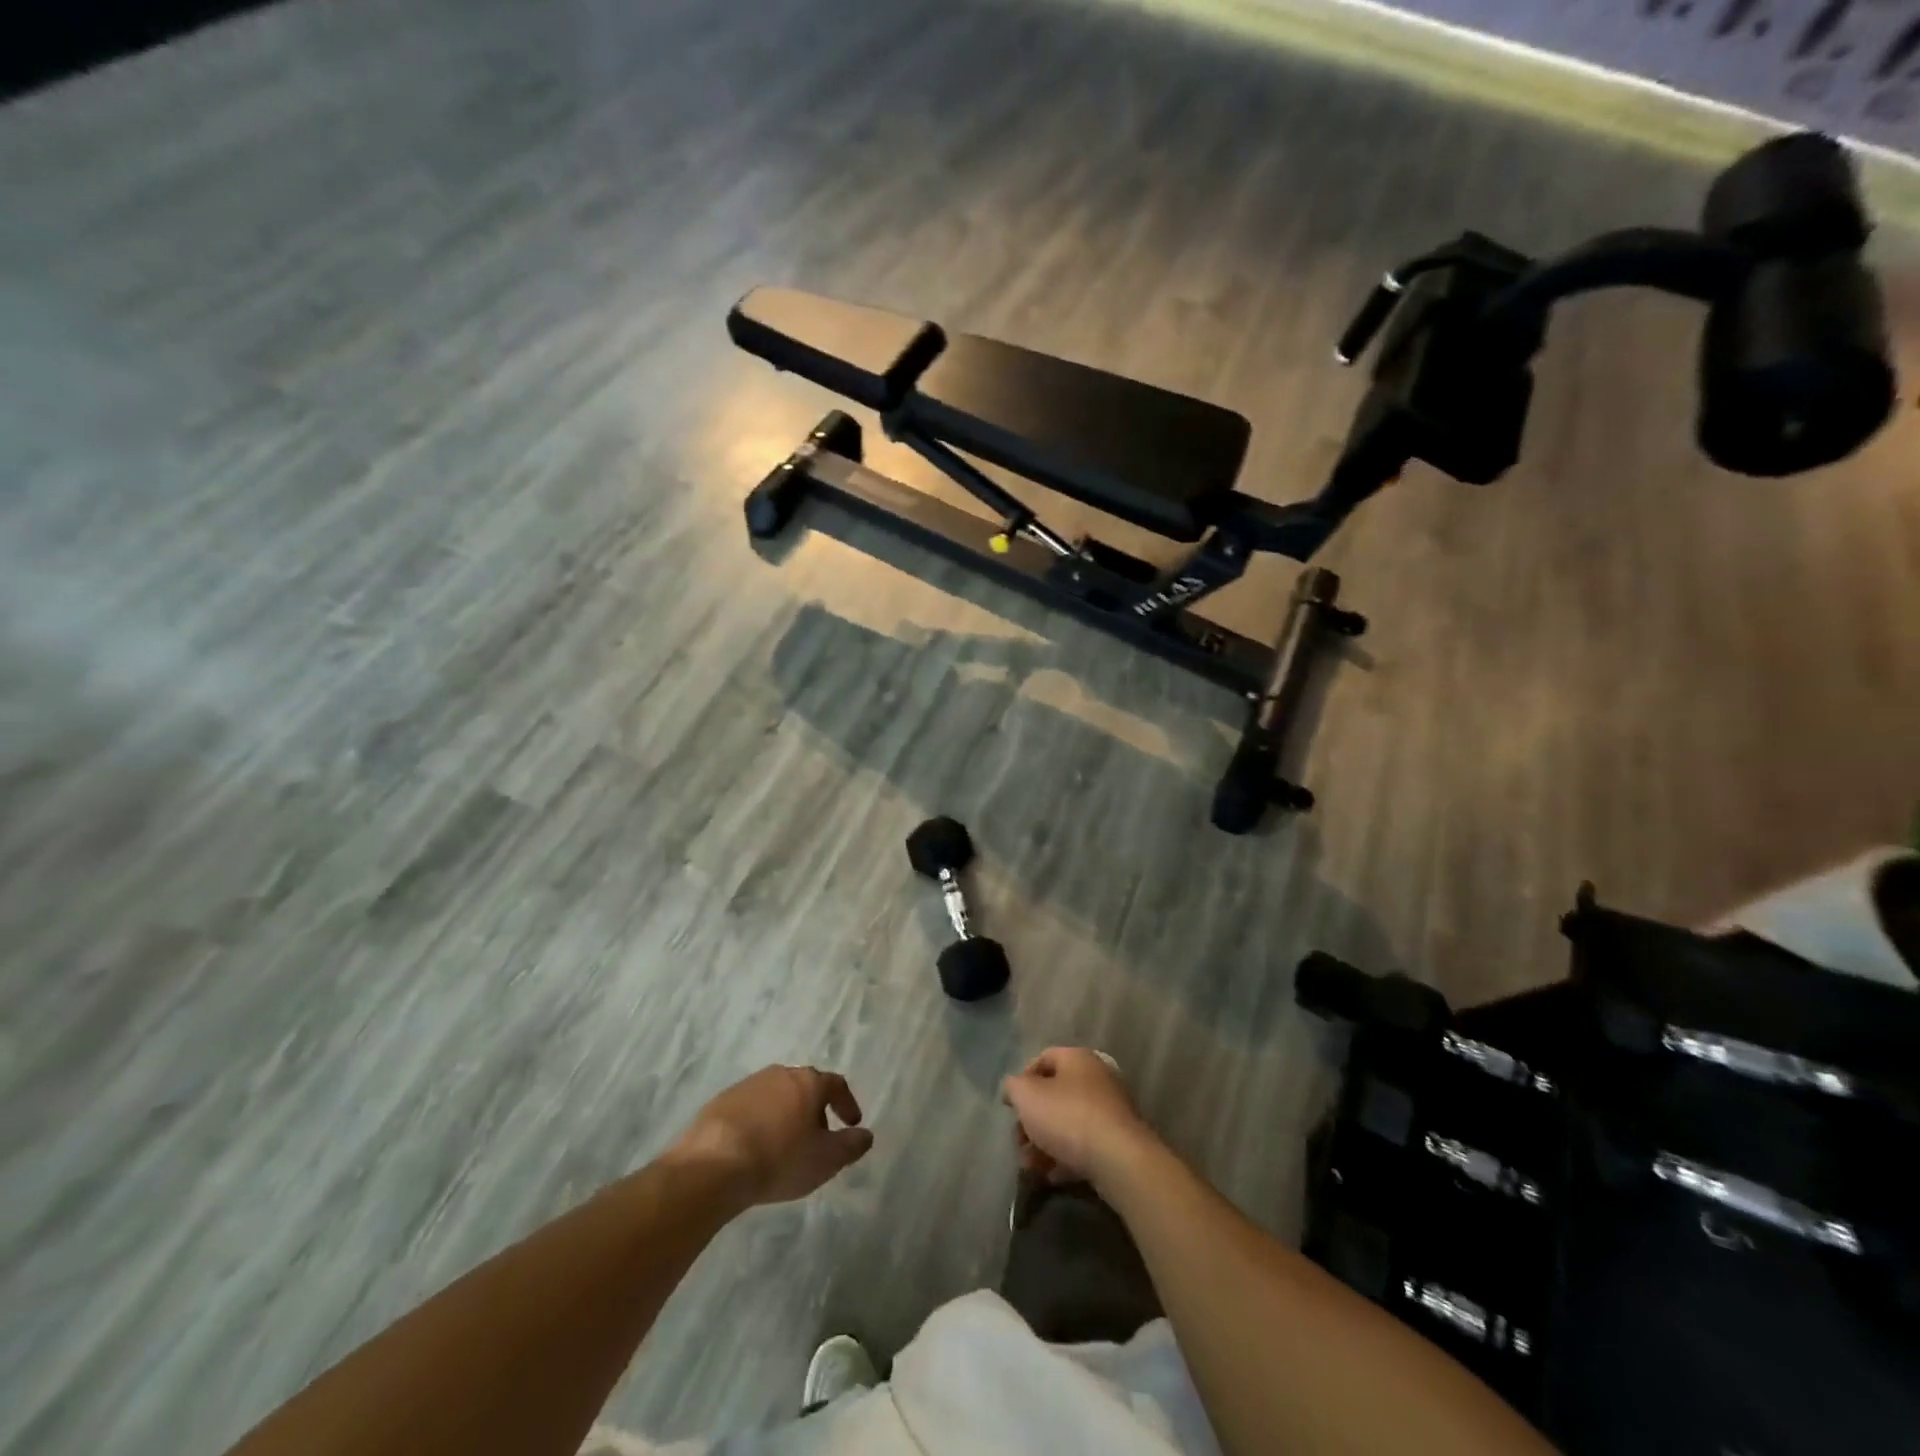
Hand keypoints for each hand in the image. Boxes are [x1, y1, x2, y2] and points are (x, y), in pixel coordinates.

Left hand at [672, 1065, 873, 1206]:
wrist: (713, 1165)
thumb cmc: (779, 1159)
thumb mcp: (825, 1159)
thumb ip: (851, 1146)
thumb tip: (866, 1135)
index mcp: (808, 1082)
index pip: (836, 1084)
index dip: (847, 1103)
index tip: (852, 1124)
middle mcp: (780, 1074)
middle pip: (805, 1087)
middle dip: (815, 1111)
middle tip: (818, 1139)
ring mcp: (748, 1084)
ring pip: (777, 1096)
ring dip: (786, 1115)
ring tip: (785, 1146)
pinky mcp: (722, 1101)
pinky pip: (751, 1108)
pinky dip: (760, 1123)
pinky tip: (755, 1148)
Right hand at [1002, 1047, 1155, 1190]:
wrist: (1118, 1159)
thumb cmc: (1067, 1117)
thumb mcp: (1026, 1096)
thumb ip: (1013, 1087)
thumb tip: (1013, 1088)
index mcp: (1077, 1058)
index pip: (1043, 1059)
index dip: (1023, 1080)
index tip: (1011, 1106)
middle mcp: (1097, 1078)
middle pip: (1054, 1095)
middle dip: (1032, 1121)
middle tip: (1019, 1143)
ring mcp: (1111, 1111)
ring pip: (1068, 1124)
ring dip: (1045, 1144)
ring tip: (1032, 1167)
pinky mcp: (1118, 1142)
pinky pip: (1085, 1146)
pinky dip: (1066, 1159)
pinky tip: (1053, 1177)